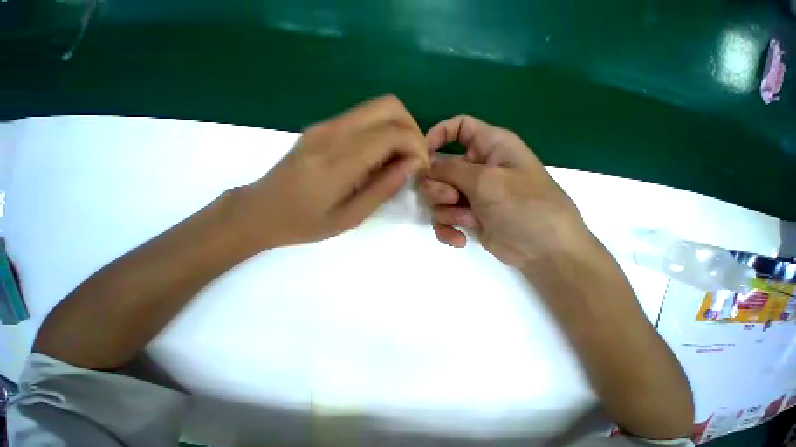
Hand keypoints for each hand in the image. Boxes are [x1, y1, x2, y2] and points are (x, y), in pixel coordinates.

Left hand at [236, 95, 429, 248]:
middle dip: (412, 130)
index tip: (422, 168)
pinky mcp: (322, 126)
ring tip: (399, 159)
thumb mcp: (351, 216)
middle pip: (389, 106)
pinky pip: (364, 117)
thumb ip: (384, 187)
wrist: (260, 210)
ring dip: (398, 128)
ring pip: (378, 107)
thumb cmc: (305, 223)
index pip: (392, 133)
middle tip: (413, 159)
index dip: (416, 147)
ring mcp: (325, 125)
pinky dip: (382, 131)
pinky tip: (379, 156)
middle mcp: (333, 132)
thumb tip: (413, 164)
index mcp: (339, 161)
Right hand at [419, 115, 589, 267]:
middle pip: (439, 168)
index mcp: (489, 147)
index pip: (459, 127)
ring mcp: (470, 195)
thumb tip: (426, 166)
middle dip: (439, 187)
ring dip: (447, 211)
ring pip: (437, 196)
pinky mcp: (466, 217)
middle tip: (453, 199)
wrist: (543, 251)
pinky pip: (443, 218)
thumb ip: (451, 170)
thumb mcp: (487, 181)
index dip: (438, 135)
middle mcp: (477, 168)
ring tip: (468, 220)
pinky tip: (460, 239)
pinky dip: (447, 229)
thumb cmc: (524, 206)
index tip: (423, 156)